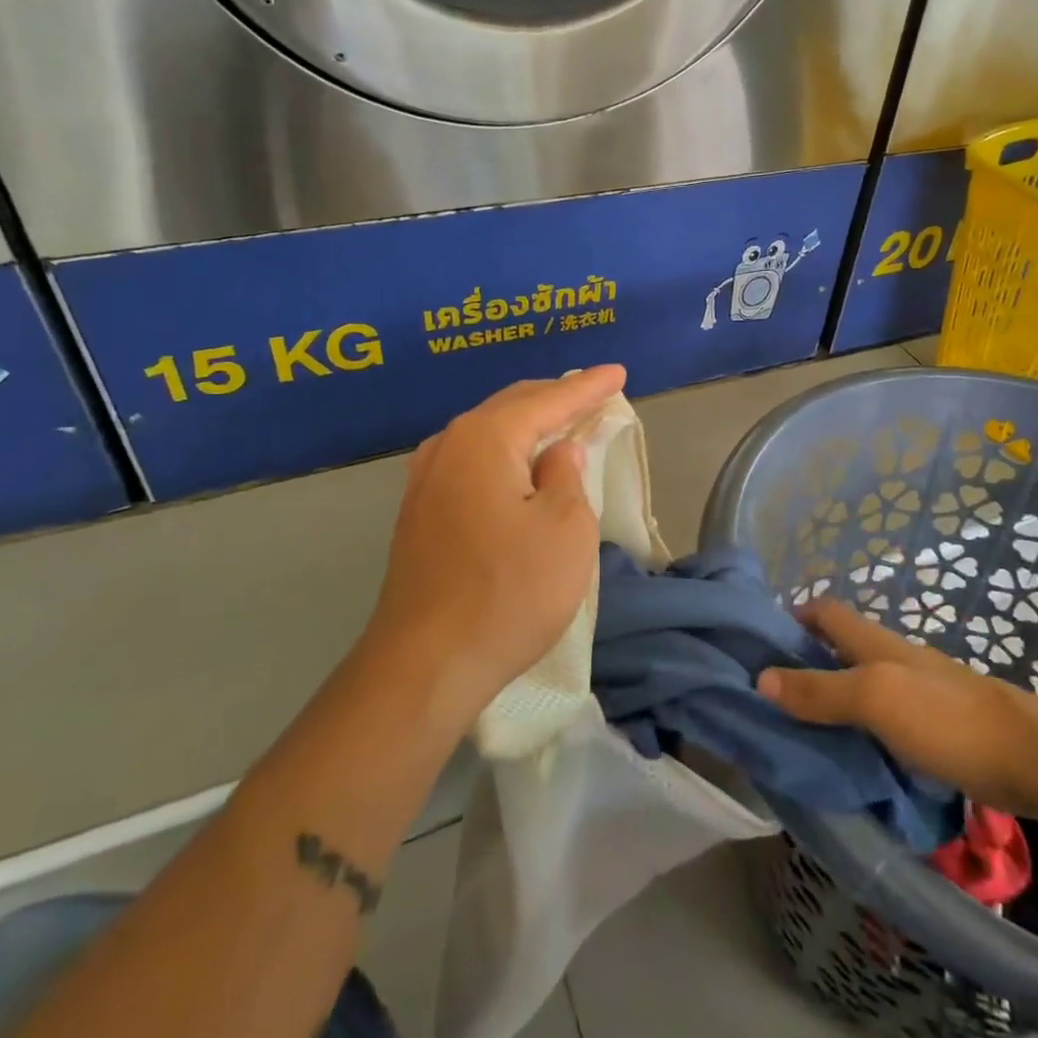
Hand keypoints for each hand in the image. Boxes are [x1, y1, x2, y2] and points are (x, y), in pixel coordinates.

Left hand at [361, 366, 625, 732]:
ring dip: (527, 425)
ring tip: (561, 423)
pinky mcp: (419, 512)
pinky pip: (472, 462)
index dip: (588, 387)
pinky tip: (519, 466)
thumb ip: (567, 476)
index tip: (618, 372)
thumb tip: (557, 452)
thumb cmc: (508, 592)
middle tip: (593, 393)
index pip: (548, 399)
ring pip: (488, 434)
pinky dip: (505, 454)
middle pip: (511, 407)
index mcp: (484, 438)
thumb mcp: (565, 530)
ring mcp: (425, 480)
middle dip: (555, 398)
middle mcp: (448, 445)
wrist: (424, 664)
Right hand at [757, 599, 1037, 822]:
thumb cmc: (949, 719)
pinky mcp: (938, 729)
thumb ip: (820, 690)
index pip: (826, 612)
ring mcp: (920, 694)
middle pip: (841, 647)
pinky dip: (861, 728)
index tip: (760, 643)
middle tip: (771, 695)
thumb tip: (761, 678)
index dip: (794, 617)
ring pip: (863, 684)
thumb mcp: (876, 699)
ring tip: (801, 730)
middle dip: (807, 661)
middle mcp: (895, 659)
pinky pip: (885, 719)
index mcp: (877, 643)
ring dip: (833, 698)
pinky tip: (852, 755)